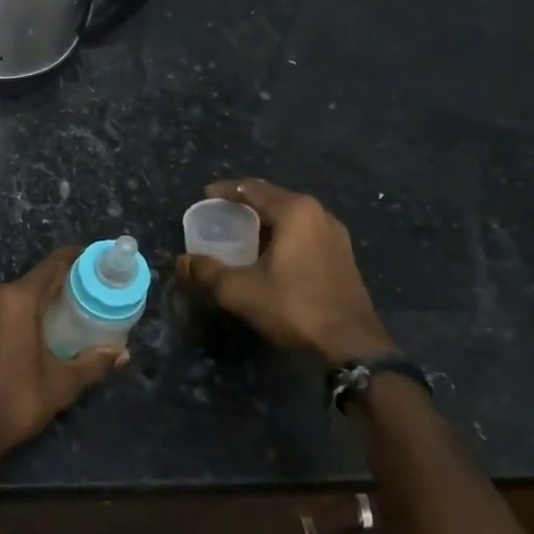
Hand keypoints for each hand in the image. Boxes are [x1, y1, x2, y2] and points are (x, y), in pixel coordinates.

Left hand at [0, 247, 127, 462]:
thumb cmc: (14, 402)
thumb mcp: (60, 385)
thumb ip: (93, 363)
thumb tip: (122, 353)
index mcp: (17, 299)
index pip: (52, 266)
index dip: (75, 260)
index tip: (94, 262)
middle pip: (32, 282)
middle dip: (56, 290)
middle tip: (81, 304)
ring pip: (11, 296)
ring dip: (31, 304)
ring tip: (54, 323)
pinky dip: (10, 315)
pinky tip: (22, 335)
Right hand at [176, 178, 397, 363]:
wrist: (351, 345)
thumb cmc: (293, 306)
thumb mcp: (240, 290)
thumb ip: (207, 271)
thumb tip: (182, 261)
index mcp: (295, 211)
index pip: (252, 188)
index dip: (225, 191)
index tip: (204, 196)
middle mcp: (319, 214)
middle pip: (273, 199)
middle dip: (245, 205)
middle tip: (219, 216)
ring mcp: (335, 235)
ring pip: (291, 218)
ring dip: (265, 222)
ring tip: (241, 235)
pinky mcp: (343, 257)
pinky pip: (305, 234)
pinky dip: (282, 237)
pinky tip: (269, 255)